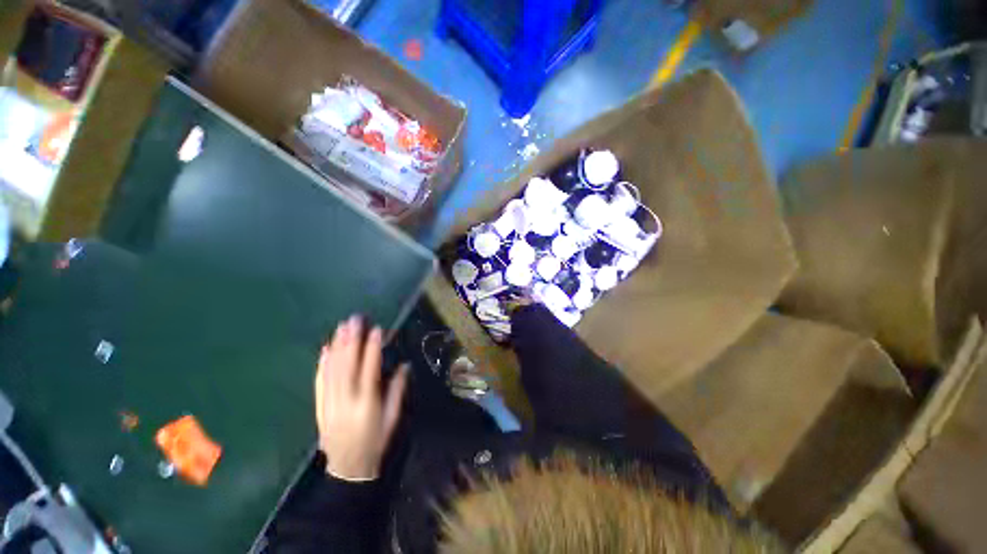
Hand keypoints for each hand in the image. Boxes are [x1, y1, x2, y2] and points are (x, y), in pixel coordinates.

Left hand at [315, 316, 408, 480]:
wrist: (347, 468)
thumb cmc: (376, 441)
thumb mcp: (393, 417)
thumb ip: (397, 390)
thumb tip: (404, 365)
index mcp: (367, 403)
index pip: (369, 370)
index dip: (373, 349)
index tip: (376, 330)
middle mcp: (346, 401)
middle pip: (347, 366)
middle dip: (351, 340)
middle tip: (354, 320)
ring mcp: (329, 404)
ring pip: (332, 370)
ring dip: (337, 347)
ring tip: (341, 328)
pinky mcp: (319, 407)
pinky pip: (319, 383)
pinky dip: (322, 365)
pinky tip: (325, 350)